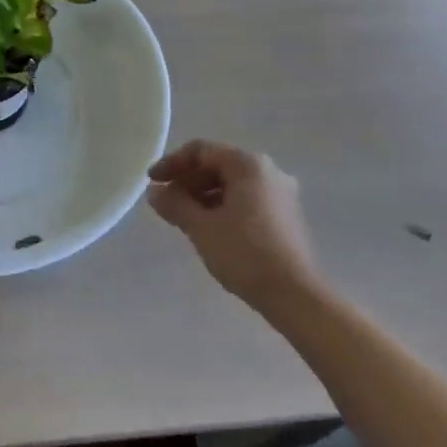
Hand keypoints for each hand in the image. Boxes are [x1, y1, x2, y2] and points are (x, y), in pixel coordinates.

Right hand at [147, 140, 321, 313]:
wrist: (295, 295)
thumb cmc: (244, 254)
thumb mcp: (201, 227)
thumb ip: (174, 203)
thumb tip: (154, 191)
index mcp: (248, 164)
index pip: (201, 151)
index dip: (172, 163)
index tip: (152, 182)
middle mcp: (268, 170)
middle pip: (218, 164)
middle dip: (188, 181)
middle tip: (166, 203)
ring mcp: (280, 193)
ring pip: (232, 183)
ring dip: (204, 195)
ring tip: (184, 218)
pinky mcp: (285, 215)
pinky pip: (246, 199)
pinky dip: (223, 206)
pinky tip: (210, 228)